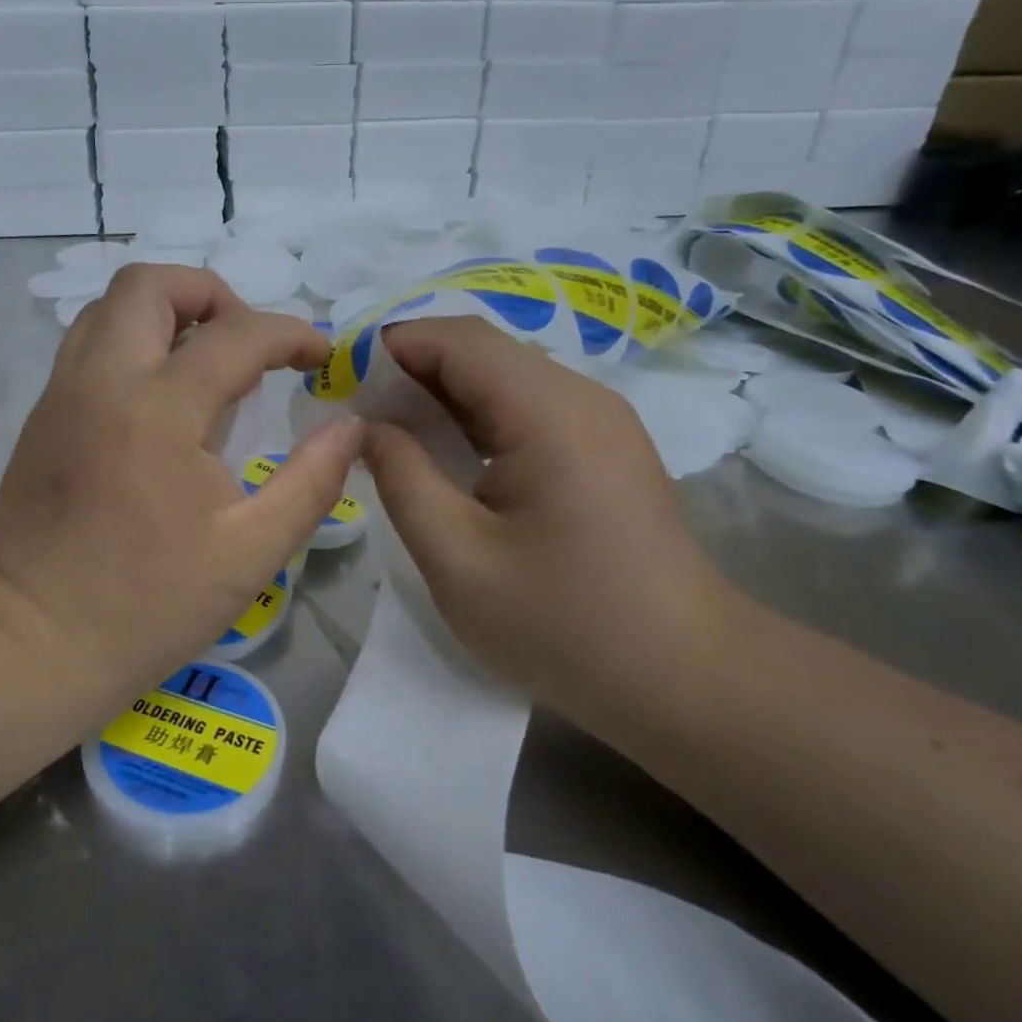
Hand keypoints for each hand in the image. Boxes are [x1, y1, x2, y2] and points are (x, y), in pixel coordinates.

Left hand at [0, 264, 363, 687]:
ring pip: (108, 307)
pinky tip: (159, 397)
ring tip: (203, 361)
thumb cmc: (148, 604)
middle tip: (245, 344)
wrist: (35, 642)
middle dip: (211, 294)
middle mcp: (101, 381)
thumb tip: (349, 426)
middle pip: (149, 284)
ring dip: (164, 313)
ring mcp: (61, 394)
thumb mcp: (251, 552)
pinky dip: (131, 342)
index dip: (291, 333)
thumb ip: (312, 481)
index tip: (319, 357)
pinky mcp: (42, 416)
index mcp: (158, 410)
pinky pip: (87, 344)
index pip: (237, 335)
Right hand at [361, 317, 736, 722]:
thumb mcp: (456, 556)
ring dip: (441, 394)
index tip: (338, 381)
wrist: (684, 680)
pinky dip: (474, 418)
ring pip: (502, 378)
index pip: (457, 340)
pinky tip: (446, 456)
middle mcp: (581, 396)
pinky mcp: (603, 448)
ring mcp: (599, 421)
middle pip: (481, 351)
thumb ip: (401, 476)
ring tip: (390, 435)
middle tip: (356, 414)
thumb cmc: (563, 624)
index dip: (390, 347)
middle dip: (410, 370)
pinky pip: (525, 408)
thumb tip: (365, 424)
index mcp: (548, 411)